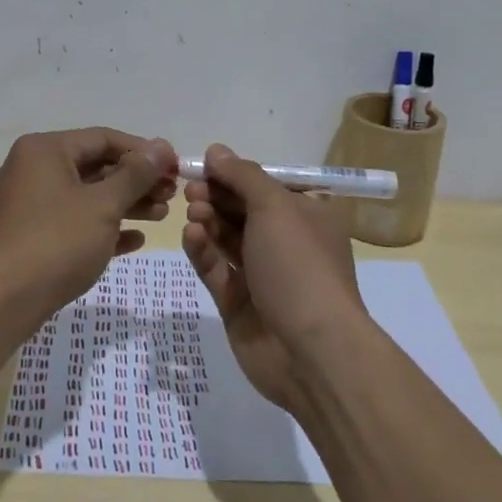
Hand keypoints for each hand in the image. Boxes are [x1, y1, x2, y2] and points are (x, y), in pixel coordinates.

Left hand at [0, 128, 176, 328]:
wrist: (0, 303)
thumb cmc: (55, 242)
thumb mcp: (103, 205)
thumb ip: (135, 174)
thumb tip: (161, 147)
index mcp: (45, 151)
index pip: (104, 138)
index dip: (143, 151)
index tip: (176, 166)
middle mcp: (33, 170)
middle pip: (96, 167)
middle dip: (137, 180)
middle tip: (172, 195)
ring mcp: (30, 205)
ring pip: (87, 196)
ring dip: (126, 204)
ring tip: (162, 215)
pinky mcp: (31, 237)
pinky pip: (74, 223)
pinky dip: (103, 228)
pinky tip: (135, 240)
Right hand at [182, 143, 369, 413]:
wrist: (310, 351)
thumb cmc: (299, 265)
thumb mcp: (276, 207)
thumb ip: (243, 176)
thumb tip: (216, 150)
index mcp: (308, 216)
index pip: (267, 186)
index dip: (236, 174)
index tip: (205, 164)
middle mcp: (287, 242)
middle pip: (243, 210)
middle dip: (217, 196)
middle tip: (191, 189)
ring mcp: (262, 275)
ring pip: (227, 238)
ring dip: (208, 220)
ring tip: (191, 210)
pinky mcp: (238, 303)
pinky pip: (216, 269)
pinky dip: (203, 251)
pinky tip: (191, 235)